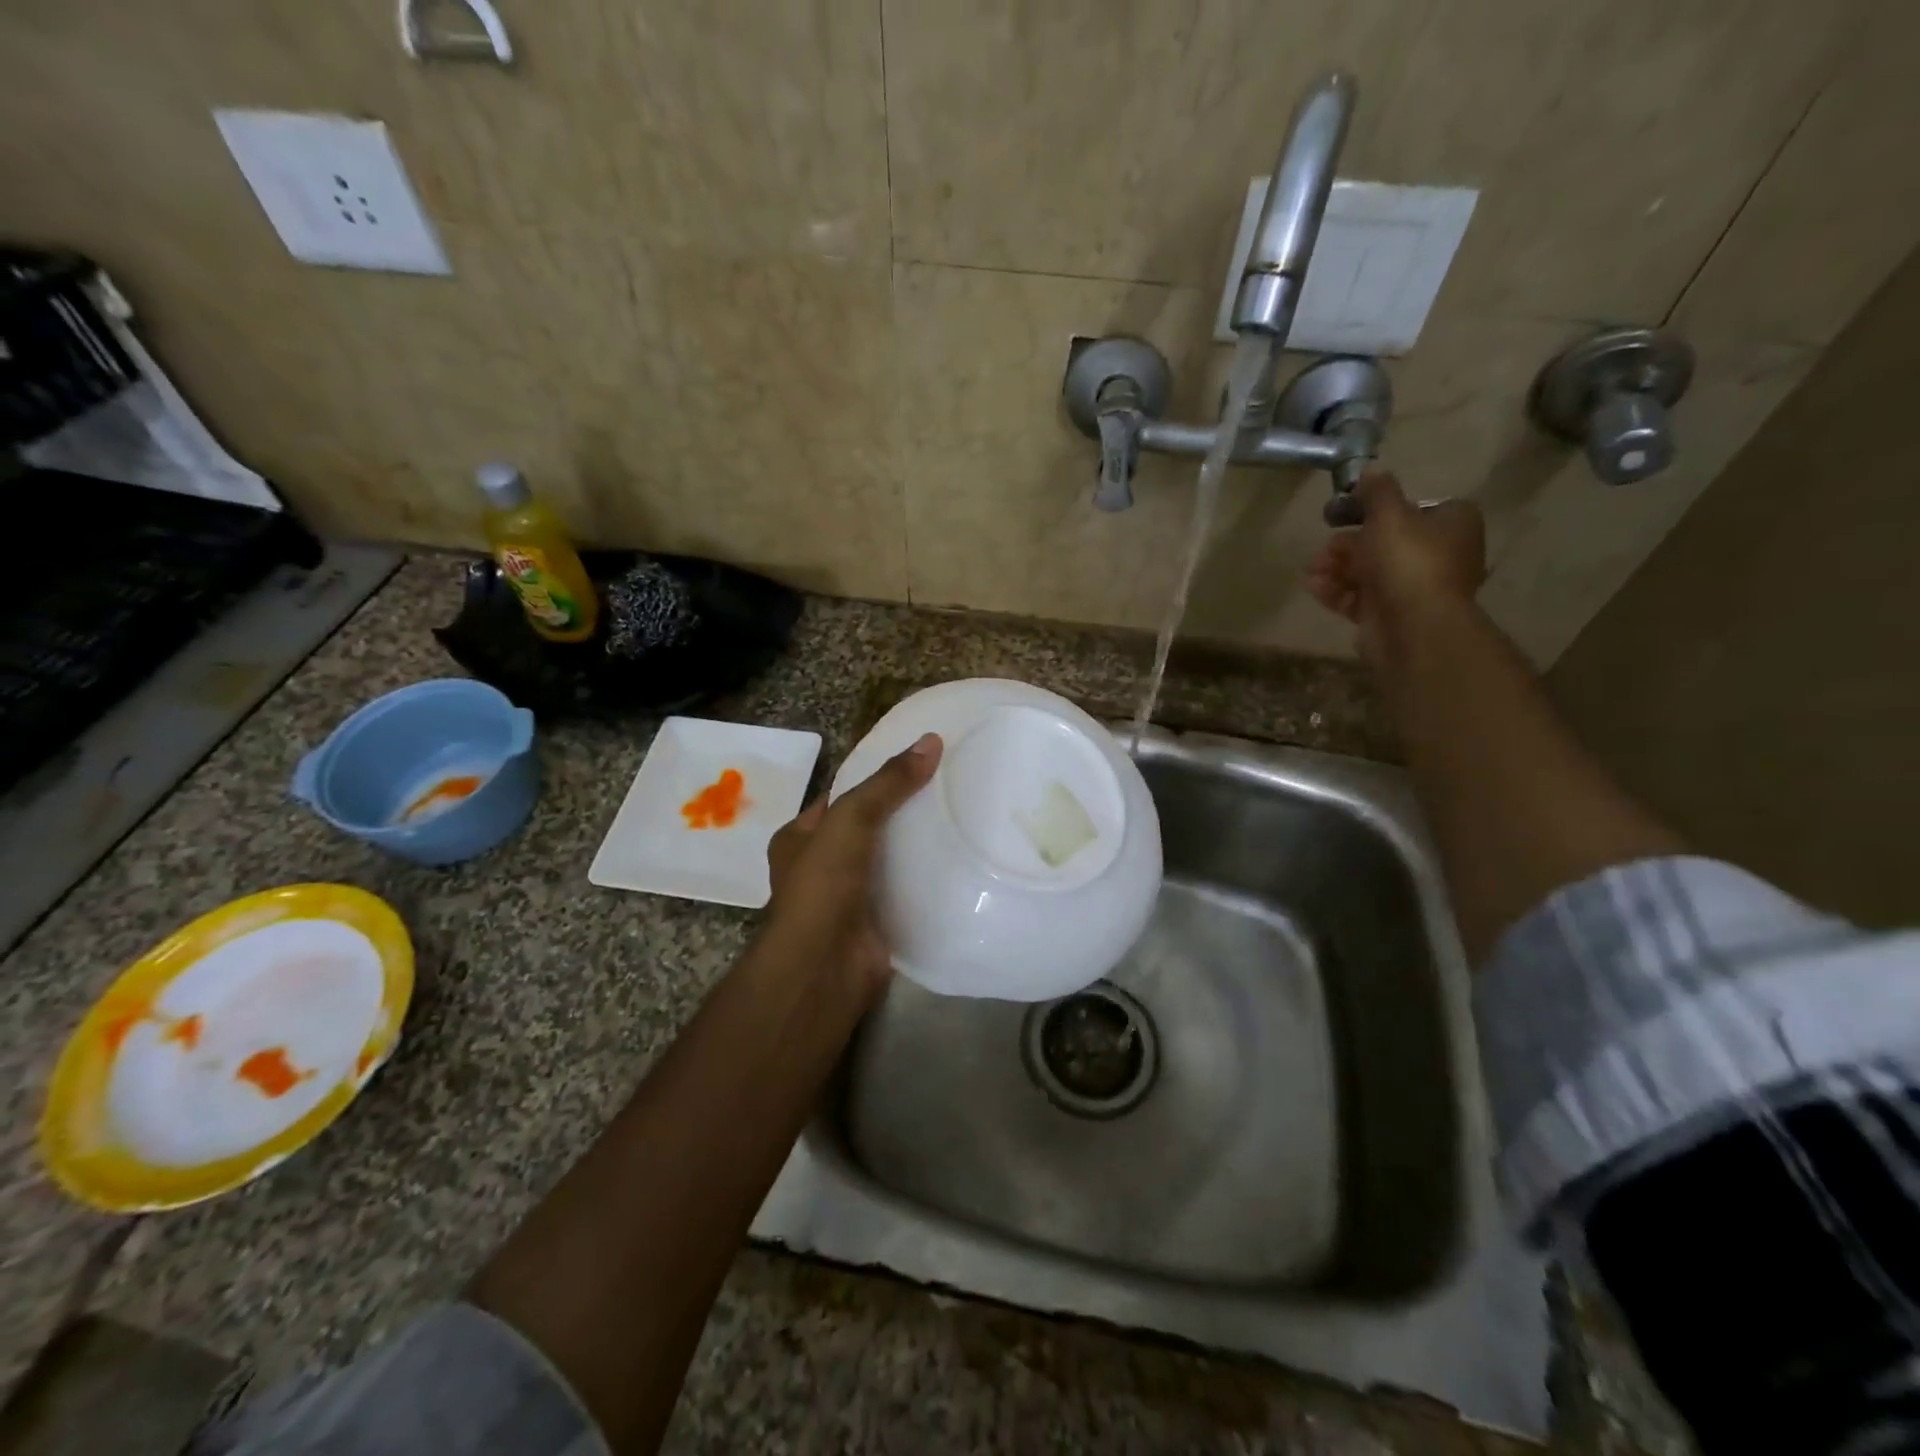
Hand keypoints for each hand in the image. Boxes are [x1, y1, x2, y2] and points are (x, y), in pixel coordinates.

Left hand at [760, 733, 942, 1000]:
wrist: (825, 967)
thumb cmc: (823, 885)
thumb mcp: (851, 820)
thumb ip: (888, 784)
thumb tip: (931, 741)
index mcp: (800, 838)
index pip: (841, 797)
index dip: (874, 777)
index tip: (916, 762)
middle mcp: (821, 866)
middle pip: (869, 828)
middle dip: (902, 812)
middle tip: (947, 787)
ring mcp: (849, 897)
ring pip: (890, 860)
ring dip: (918, 847)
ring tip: (962, 817)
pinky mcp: (878, 922)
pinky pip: (906, 892)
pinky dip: (928, 880)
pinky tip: (961, 862)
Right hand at [1306, 469, 1485, 667]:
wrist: (1413, 627)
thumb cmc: (1408, 562)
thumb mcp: (1389, 515)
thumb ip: (1378, 491)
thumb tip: (1371, 469)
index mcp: (1452, 524)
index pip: (1416, 508)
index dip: (1381, 510)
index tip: (1351, 513)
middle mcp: (1439, 555)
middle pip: (1385, 542)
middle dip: (1346, 544)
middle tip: (1323, 547)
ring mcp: (1414, 588)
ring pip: (1368, 571)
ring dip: (1335, 568)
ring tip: (1311, 570)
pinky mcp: (1390, 615)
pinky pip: (1359, 598)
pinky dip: (1336, 591)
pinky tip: (1313, 588)